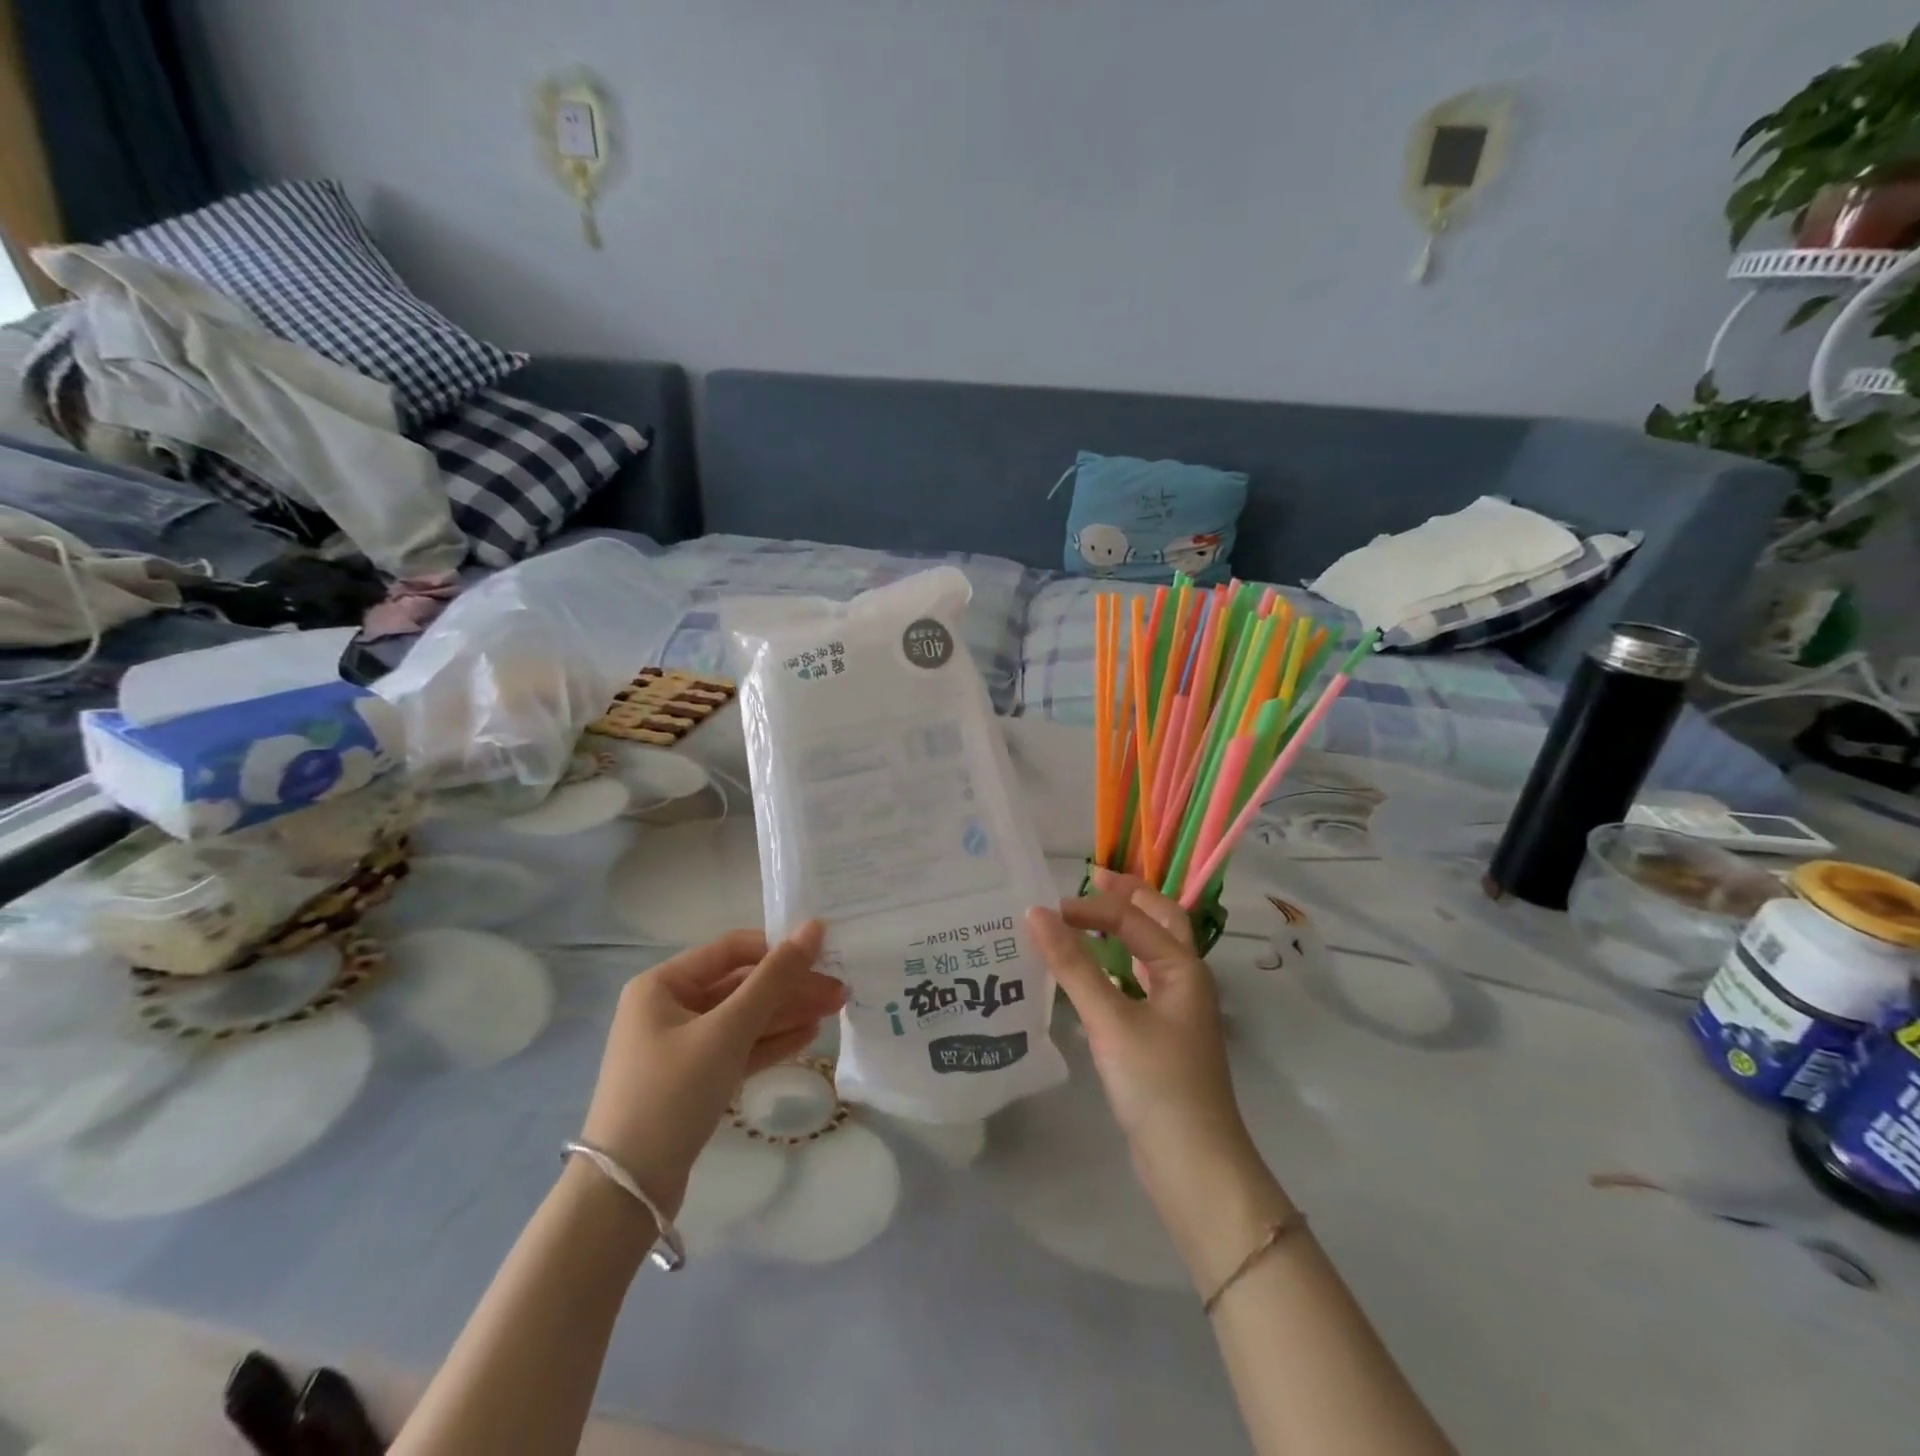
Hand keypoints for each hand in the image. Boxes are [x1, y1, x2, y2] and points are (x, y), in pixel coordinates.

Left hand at [579, 924, 844, 1214]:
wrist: (627, 1192)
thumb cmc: (672, 1092)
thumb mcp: (727, 1030)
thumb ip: (774, 978)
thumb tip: (814, 927)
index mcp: (663, 984)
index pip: (732, 950)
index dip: (778, 950)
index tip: (824, 957)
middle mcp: (669, 1008)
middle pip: (741, 986)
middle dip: (790, 988)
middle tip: (840, 992)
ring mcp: (681, 1046)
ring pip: (743, 1019)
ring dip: (787, 1014)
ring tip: (835, 1011)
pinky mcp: (693, 1080)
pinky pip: (737, 1049)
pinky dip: (770, 1042)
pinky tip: (808, 1036)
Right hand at [1027, 869, 1240, 1152]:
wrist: (1194, 1165)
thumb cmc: (1157, 1084)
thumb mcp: (1110, 1020)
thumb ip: (1073, 966)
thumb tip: (1036, 914)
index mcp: (1182, 967)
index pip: (1132, 918)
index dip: (1090, 908)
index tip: (1044, 911)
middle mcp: (1185, 979)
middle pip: (1160, 921)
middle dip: (1128, 896)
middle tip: (1091, 878)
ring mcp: (1176, 1009)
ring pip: (1151, 951)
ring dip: (1125, 927)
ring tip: (1089, 915)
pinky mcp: (1162, 1035)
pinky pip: (1140, 981)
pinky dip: (1118, 963)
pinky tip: (1093, 972)